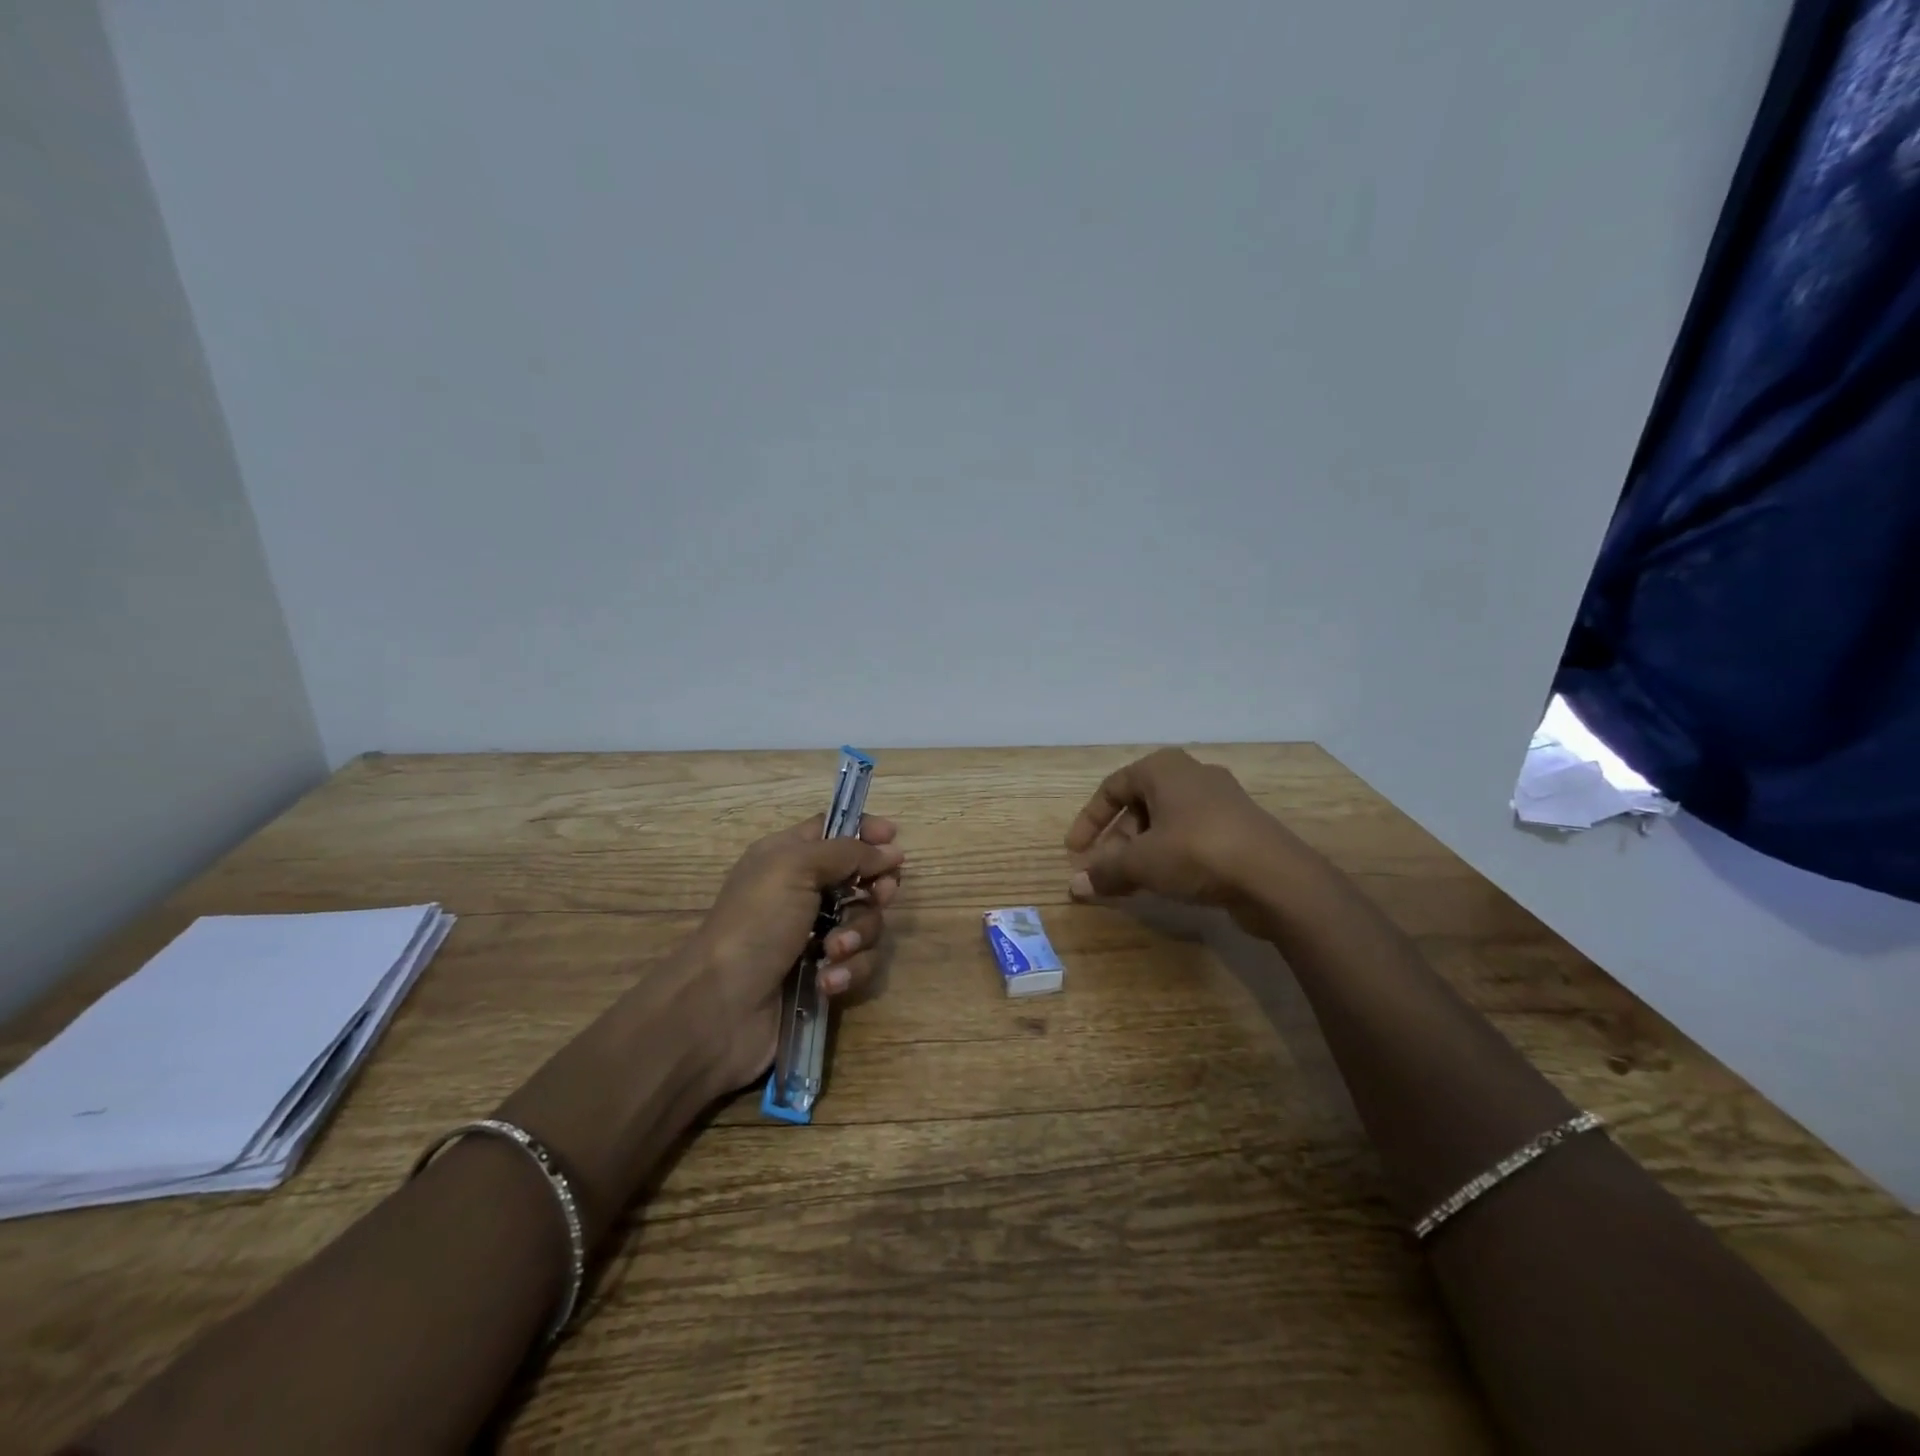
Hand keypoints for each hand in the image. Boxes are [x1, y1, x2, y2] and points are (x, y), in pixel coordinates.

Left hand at [687, 813, 904, 1095]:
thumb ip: (847, 852)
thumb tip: (891, 850)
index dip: (866, 832)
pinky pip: (859, 963)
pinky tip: (826, 982)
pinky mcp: (824, 975)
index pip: (835, 830)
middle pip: (862, 877)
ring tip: (832, 952)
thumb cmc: (755, 924)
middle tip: (877, 897)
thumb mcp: (795, 869)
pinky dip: (848, 971)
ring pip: (866, 923)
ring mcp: (814, 936)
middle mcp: (803, 892)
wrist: (720, 1008)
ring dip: (857, 936)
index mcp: (789, 857)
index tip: (892, 842)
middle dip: (875, 889)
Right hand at [1064, 749, 1299, 926]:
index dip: (1089, 821)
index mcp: (1163, 768)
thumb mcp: (1142, 863)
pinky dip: (1169, 855)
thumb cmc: (1197, 852)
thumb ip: (1105, 871)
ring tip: (1129, 883)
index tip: (1075, 851)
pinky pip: (1190, 836)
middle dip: (1116, 841)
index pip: (1112, 788)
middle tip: (1104, 871)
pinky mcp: (1238, 827)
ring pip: (1165, 823)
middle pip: (1139, 805)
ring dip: (1141, 851)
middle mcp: (1191, 775)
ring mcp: (1220, 800)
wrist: (1276, 876)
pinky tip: (1164, 884)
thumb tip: (1075, 884)